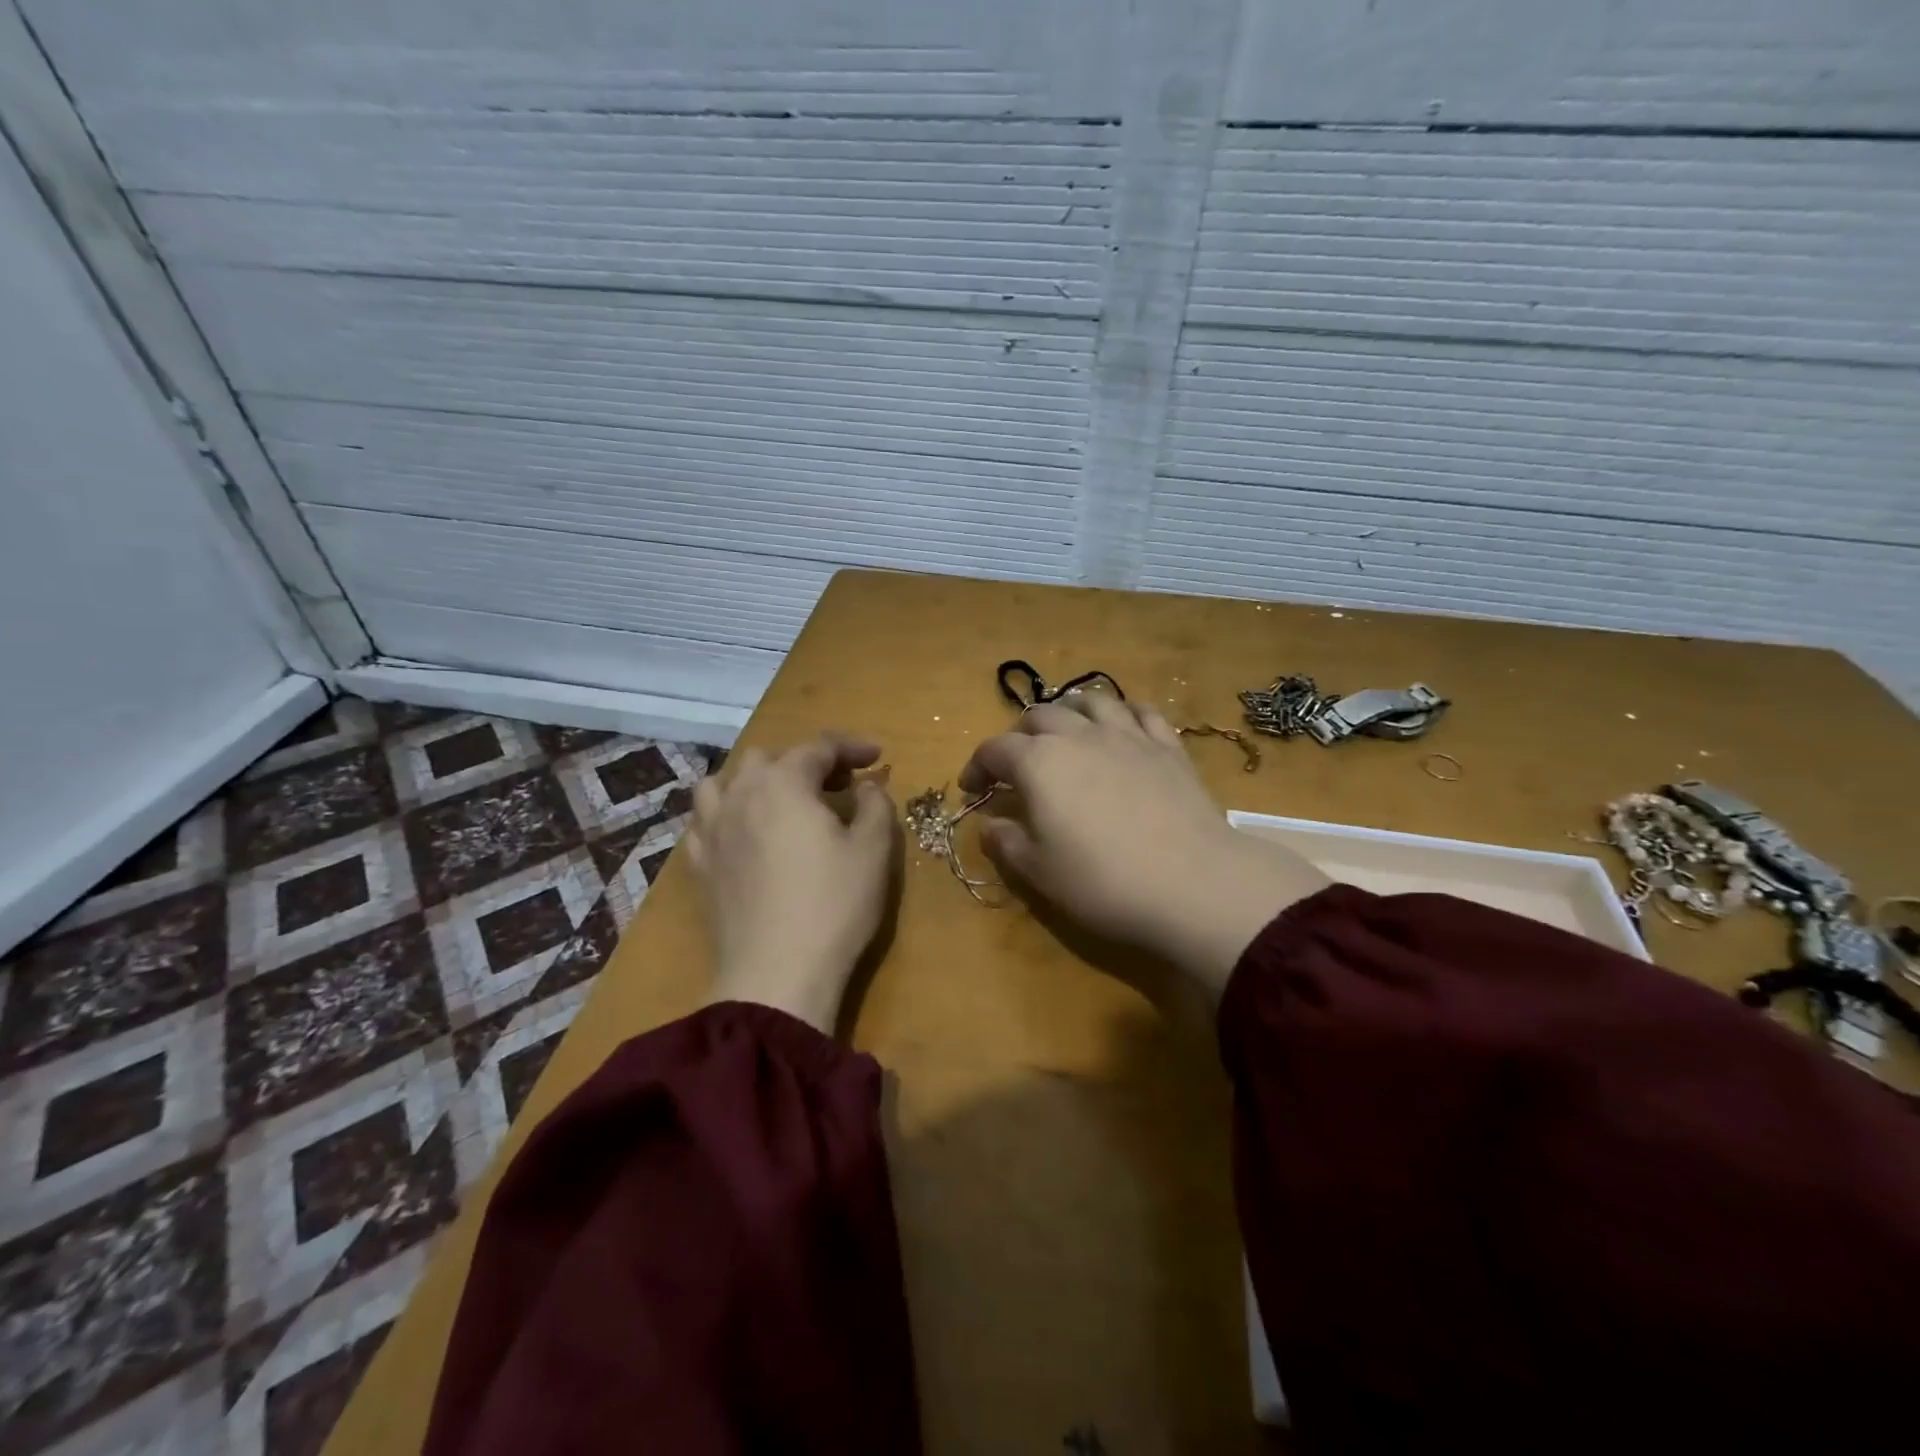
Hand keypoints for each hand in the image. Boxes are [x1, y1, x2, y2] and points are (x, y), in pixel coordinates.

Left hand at [684, 733, 898, 1033]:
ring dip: (755, 781)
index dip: (851, 747)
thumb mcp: (873, 850)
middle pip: (767, 758)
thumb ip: (875, 805)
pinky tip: (744, 834)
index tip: (877, 758)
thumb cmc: (833, 905)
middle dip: (804, 762)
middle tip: (837, 786)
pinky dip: (727, 815)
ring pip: (723, 782)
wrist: (777, 974)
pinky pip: (705, 822)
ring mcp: (713, 831)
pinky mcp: (700, 866)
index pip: (817, 747)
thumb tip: (867, 786)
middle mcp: (740, 796)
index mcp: (784, 783)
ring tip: (781, 801)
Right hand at [960, 695, 1327, 997]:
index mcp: (1039, 763)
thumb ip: (1006, 842)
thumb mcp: (1038, 872)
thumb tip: (991, 824)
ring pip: (1089, 703)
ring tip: (1066, 735)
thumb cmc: (1103, 882)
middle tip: (1017, 766)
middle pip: (1039, 717)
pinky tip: (1122, 729)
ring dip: (1068, 714)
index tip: (973, 791)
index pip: (994, 750)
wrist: (1192, 884)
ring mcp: (1127, 735)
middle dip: (1019, 737)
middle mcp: (1079, 736)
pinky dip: (1123, 714)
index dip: (977, 768)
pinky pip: (1141, 712)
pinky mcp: (1167, 746)